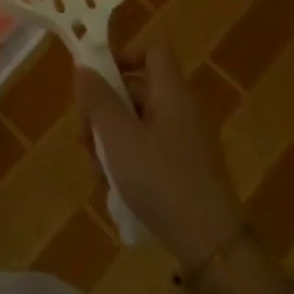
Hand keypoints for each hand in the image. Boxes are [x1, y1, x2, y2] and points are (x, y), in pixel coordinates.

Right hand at [76, 38, 245, 270]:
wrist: (210, 243)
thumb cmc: (160, 179)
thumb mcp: (118, 137)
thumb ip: (98, 99)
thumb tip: (84, 67)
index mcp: (171, 92)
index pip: (152, 50)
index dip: (123, 55)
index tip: (97, 80)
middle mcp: (182, 109)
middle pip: (137, 90)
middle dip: (104, 109)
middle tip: (83, 137)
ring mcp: (185, 141)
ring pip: (138, 124)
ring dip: (110, 140)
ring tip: (97, 170)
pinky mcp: (185, 169)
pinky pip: (149, 150)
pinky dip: (128, 161)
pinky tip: (114, 188)